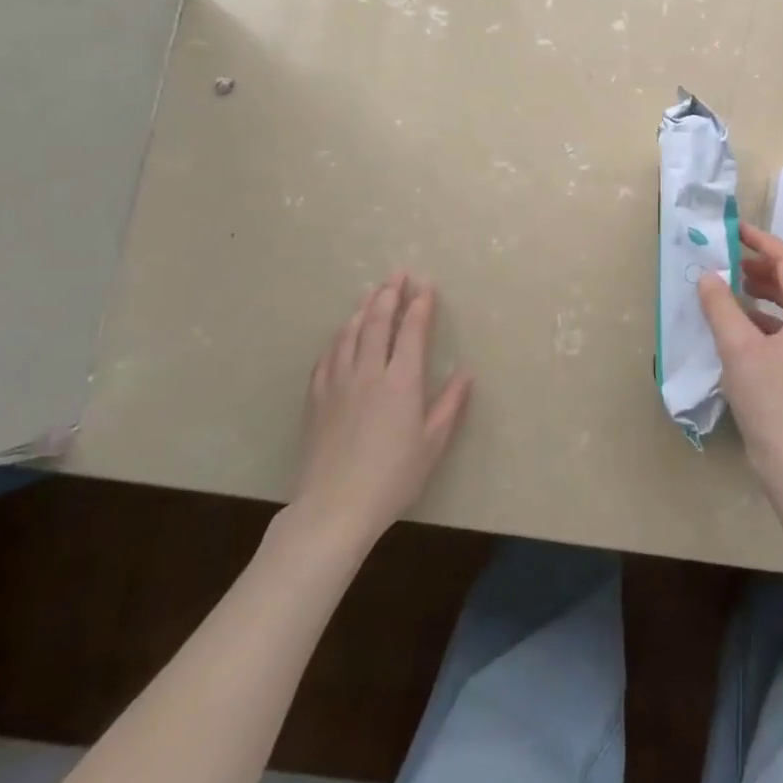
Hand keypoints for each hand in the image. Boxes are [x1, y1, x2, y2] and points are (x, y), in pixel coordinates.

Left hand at [290, 274, 471, 545]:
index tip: (427, 286)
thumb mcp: (432, 443)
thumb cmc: (393, 477)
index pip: (411, 330)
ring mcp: (338, 382)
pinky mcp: (317, 398)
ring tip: (372, 293)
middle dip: (390, 294)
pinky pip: (327, 356)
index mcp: (401, 381)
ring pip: (350, 333)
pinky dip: (338, 338)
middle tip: (398, 275)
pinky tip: (342, 334)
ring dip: (363, 309)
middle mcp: (369, 372)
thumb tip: (465, 373)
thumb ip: (449, 405)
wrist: (334, 507)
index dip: (420, 305)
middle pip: (378, 322)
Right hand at [697, 224, 782, 488]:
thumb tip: (708, 276)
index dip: (764, 242)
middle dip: (766, 265)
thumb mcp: (738, 349)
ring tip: (735, 287)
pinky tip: (740, 327)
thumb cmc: (771, 400)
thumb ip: (721, 307)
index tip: (737, 231)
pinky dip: (765, 319)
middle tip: (734, 259)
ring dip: (766, 291)